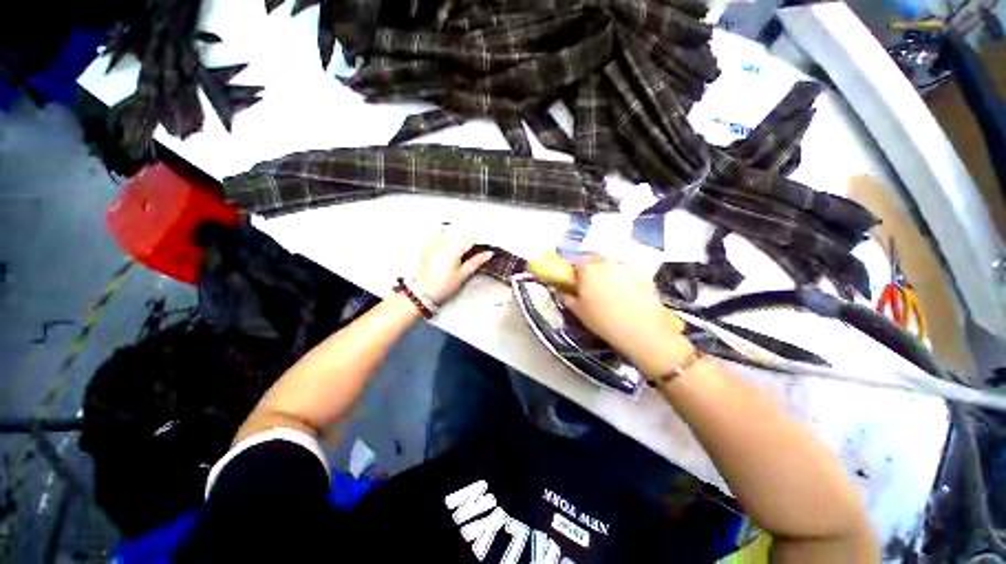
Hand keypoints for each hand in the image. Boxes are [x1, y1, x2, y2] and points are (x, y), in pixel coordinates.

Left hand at [415, 230, 492, 304]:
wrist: (422, 293)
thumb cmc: (442, 287)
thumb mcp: (463, 276)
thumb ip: (476, 262)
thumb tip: (488, 254)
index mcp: (454, 250)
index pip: (470, 238)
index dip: (476, 242)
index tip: (478, 248)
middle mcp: (443, 244)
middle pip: (459, 233)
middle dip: (465, 239)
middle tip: (467, 251)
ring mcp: (433, 244)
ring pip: (447, 232)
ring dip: (454, 237)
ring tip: (456, 250)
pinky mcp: (425, 248)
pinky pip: (434, 235)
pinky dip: (440, 237)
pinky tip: (443, 247)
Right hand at [560, 257, 691, 372]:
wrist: (641, 328)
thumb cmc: (602, 319)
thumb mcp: (578, 312)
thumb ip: (568, 298)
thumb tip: (565, 291)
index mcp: (587, 269)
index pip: (576, 266)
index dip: (576, 277)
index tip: (578, 288)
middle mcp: (605, 262)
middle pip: (595, 264)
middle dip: (593, 274)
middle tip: (593, 291)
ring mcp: (625, 267)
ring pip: (611, 268)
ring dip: (608, 276)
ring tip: (611, 295)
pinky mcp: (641, 274)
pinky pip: (626, 274)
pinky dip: (624, 281)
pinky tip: (627, 297)